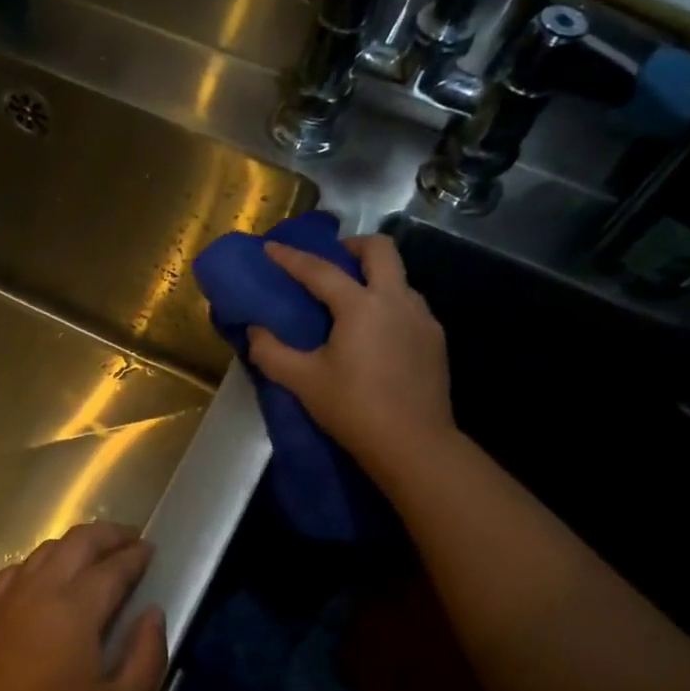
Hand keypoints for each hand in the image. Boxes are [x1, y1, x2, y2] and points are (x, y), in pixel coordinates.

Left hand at [0, 523, 167, 690]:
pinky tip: (50, 577)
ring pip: (46, 549)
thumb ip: (147, 656)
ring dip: (77, 544)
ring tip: (98, 555)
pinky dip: (42, 561)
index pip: (113, 567)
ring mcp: (9, 598)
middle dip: (109, 534)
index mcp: (75, 608)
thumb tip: (153, 613)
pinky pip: (19, 569)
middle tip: (132, 540)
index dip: (136, 555)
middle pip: (78, 542)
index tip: (152, 550)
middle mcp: (40, 590)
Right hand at [247, 234, 454, 476]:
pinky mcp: (435, 339)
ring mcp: (422, 318)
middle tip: (329, 262)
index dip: (291, 257)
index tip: (270, 247)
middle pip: (380, 249)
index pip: (320, 270)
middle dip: (351, 246)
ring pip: (399, 277)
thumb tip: (255, 331)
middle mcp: (396, 300)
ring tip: (350, 302)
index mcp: (361, 306)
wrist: (413, 444)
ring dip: (373, 276)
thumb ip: (271, 352)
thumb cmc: (353, 408)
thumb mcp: (302, 382)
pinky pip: (409, 305)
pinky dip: (387, 304)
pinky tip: (374, 334)